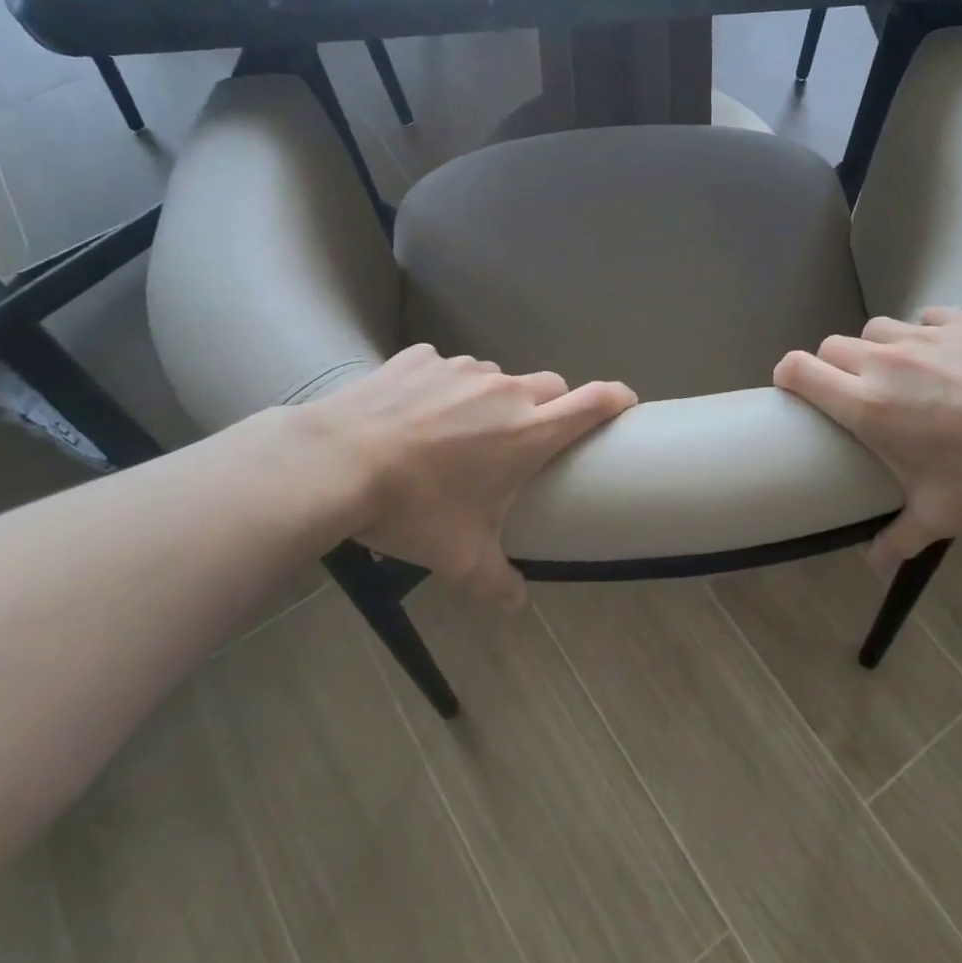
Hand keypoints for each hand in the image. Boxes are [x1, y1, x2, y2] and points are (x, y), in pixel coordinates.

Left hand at [298, 345, 635, 605]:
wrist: (335, 463)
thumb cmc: (413, 509)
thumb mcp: (459, 558)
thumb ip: (497, 584)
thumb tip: (516, 606)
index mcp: (528, 432)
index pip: (594, 401)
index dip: (618, 398)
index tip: (626, 405)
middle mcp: (504, 390)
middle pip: (550, 386)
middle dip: (549, 408)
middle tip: (521, 442)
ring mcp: (461, 368)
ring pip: (496, 378)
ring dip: (491, 400)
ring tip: (457, 433)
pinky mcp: (421, 356)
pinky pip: (447, 368)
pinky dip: (443, 388)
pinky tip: (414, 414)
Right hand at [774, 309, 961, 570]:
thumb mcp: (942, 514)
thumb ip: (898, 538)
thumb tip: (874, 566)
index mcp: (867, 403)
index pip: (799, 369)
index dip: (786, 374)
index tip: (791, 389)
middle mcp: (884, 362)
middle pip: (831, 346)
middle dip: (830, 366)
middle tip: (851, 393)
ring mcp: (923, 336)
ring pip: (875, 329)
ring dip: (874, 348)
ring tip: (897, 372)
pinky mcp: (960, 321)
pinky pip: (923, 319)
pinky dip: (922, 334)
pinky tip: (942, 355)